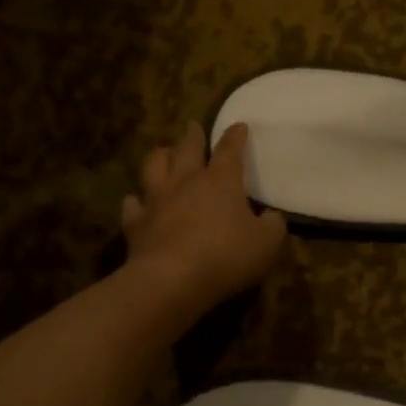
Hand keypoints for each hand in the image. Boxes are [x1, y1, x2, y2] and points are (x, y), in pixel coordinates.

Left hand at [122, 122, 287, 314]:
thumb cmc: (226, 256)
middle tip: (193, 127)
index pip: (230, 150)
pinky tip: (136, 202)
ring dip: (160, 156)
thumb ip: (273, 225)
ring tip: (163, 152)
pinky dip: (135, 202)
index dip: (235, 136)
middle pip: (187, 149)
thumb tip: (271, 217)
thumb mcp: (267, 243)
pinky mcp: (136, 224)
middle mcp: (186, 182)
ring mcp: (157, 200)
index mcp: (220, 181)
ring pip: (154, 166)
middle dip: (193, 136)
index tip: (239, 126)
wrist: (171, 280)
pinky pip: (133, 206)